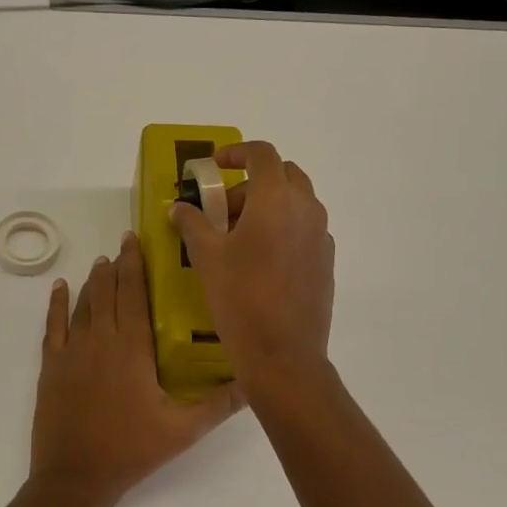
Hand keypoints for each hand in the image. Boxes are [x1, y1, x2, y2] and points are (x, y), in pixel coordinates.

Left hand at [30, 231, 246, 506]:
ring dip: (93, 281)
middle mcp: (101, 339)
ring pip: (84, 304)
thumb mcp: (183, 429)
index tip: (135, 240)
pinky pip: (53, 325)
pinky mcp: (51, 366)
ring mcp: (72, 351)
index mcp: (132, 348)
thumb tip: (255, 383)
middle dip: (116, 265)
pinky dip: (56, 304)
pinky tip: (59, 288)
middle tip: (123, 244)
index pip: (134, 294)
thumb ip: (219, 404)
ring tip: (101, 262)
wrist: (75, 476)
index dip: (134, 264)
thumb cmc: (131, 449)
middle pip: (108, 292)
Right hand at [171, 140, 334, 386]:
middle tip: (223, 208)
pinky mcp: (326, 261)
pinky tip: (260, 261)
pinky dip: (282, 228)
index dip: (236, 152)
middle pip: (283, 175)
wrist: (283, 354)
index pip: (262, 154)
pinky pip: (304, 228)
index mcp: (276, 199)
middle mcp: (306, 209)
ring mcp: (321, 236)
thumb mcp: (206, 257)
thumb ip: (192, 223)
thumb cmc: (240, 297)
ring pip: (296, 202)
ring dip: (267, 205)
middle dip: (251, 182)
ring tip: (237, 237)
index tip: (215, 166)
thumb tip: (179, 208)